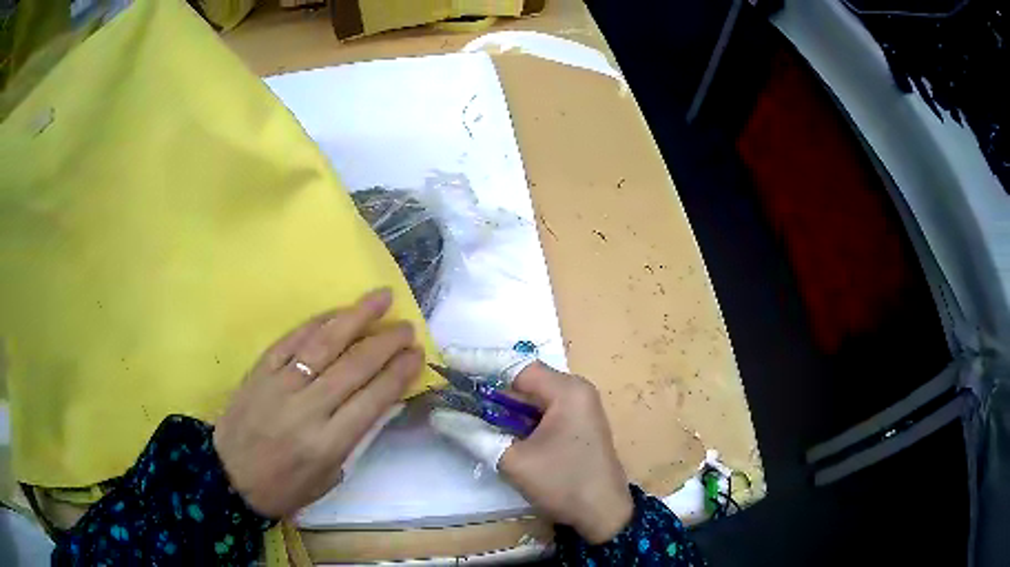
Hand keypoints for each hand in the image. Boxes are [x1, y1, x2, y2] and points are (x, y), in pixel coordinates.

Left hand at [213, 289, 422, 518]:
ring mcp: (280, 384)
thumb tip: (375, 401)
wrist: (226, 476)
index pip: (373, 399)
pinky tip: (336, 312)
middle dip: (386, 342)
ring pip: (324, 343)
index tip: (417, 354)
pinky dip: (316, 322)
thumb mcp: (327, 478)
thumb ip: (352, 439)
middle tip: (407, 326)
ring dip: (356, 317)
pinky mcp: (260, 370)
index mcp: (327, 443)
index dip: (398, 373)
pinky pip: (292, 340)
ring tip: (381, 297)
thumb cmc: (282, 487)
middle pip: (354, 365)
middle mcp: (307, 409)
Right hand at [429, 349, 632, 543]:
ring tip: (464, 402)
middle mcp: (576, 391)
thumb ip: (475, 435)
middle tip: (452, 385)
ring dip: (501, 402)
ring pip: (532, 397)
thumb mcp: (514, 461)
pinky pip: (541, 411)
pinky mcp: (577, 424)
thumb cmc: (562, 484)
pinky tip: (494, 422)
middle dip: (488, 384)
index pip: (516, 367)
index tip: (448, 361)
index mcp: (567, 391)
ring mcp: (579, 408)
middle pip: (525, 380)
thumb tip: (440, 416)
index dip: (480, 363)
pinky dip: (516, 415)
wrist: (604, 514)